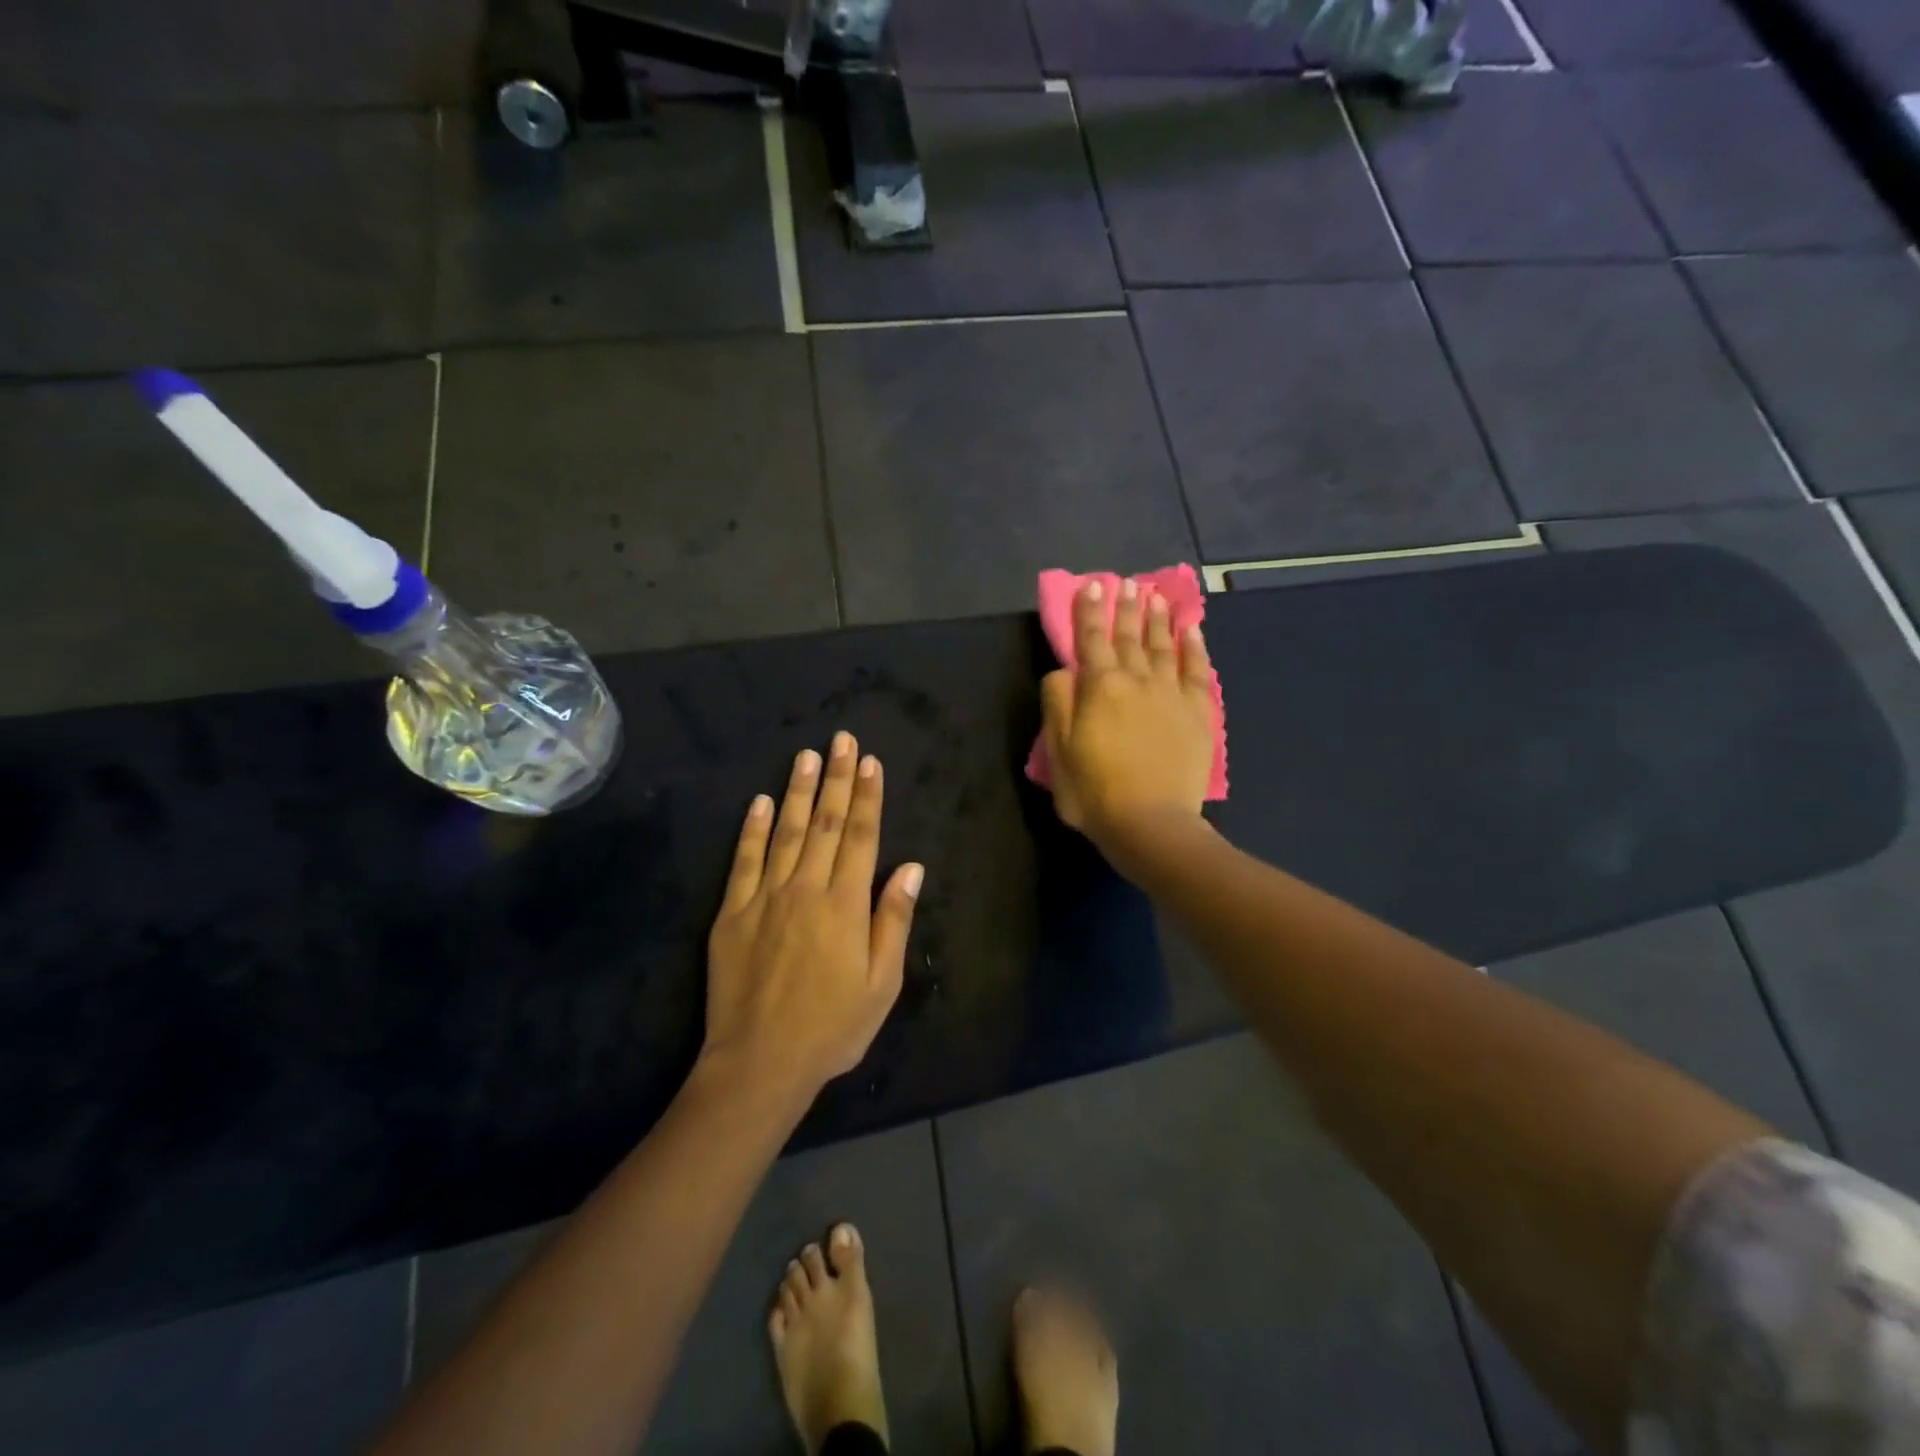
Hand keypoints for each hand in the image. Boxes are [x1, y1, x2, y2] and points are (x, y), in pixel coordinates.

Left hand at [703, 732, 924, 1098]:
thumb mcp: (882, 983)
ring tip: (806, 756)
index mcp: (845, 904)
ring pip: (785, 831)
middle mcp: (806, 888)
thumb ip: (892, 919)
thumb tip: (910, 866)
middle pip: (826, 823)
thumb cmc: (832, 1027)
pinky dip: (751, 829)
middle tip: (841, 739)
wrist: (760, 1063)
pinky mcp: (732, 913)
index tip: (870, 762)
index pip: (861, 836)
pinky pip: (743, 861)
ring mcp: (765, 897)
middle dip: (836, 778)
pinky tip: (759, 802)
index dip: (868, 796)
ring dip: (798, 791)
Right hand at [1041, 578, 1215, 851]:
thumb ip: (1058, 704)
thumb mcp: (1058, 752)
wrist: (1151, 824)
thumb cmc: (1094, 792)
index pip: (1091, 639)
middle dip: (1126, 607)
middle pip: (1129, 636)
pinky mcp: (1197, 712)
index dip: (1089, 611)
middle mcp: (1136, 681)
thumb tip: (1064, 671)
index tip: (1093, 585)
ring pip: (1163, 646)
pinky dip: (1194, 647)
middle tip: (1127, 583)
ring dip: (1157, 619)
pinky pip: (1196, 671)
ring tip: (1155, 596)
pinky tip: (1191, 630)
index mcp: (1099, 688)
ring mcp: (1171, 694)